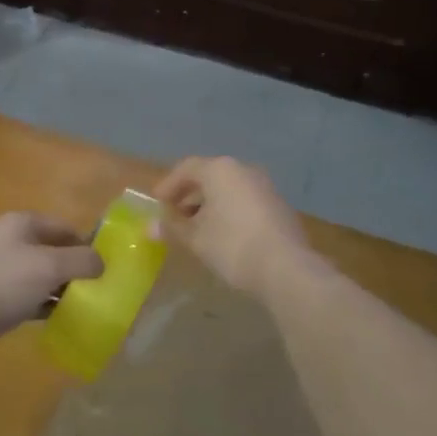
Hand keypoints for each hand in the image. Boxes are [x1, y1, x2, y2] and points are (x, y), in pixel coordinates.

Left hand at [0, 212, 103, 357]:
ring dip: (61, 287)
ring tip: (84, 304)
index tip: (105, 266)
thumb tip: (102, 263)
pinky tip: (60, 318)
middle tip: (97, 287)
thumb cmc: (5, 282)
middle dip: (74, 267)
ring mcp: (0, 270)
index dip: (86, 244)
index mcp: (21, 223)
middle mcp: (10, 241)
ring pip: (41, 275)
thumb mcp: (50, 266)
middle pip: (52, 250)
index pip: (64, 227)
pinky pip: (28, 297)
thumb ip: (82, 260)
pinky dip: (44, 304)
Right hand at [152, 156, 312, 295]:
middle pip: (209, 176)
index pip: (187, 168)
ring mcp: (264, 186)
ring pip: (229, 188)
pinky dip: (229, 210)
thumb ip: (173, 229)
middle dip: (189, 195)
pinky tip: (223, 234)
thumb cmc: (232, 246)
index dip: (169, 185)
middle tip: (174, 216)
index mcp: (220, 170)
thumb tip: (150, 227)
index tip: (157, 202)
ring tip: (196, 228)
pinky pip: (245, 200)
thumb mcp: (196, 239)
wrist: (286, 268)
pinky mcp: (278, 205)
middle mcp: (244, 170)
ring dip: (209, 204)